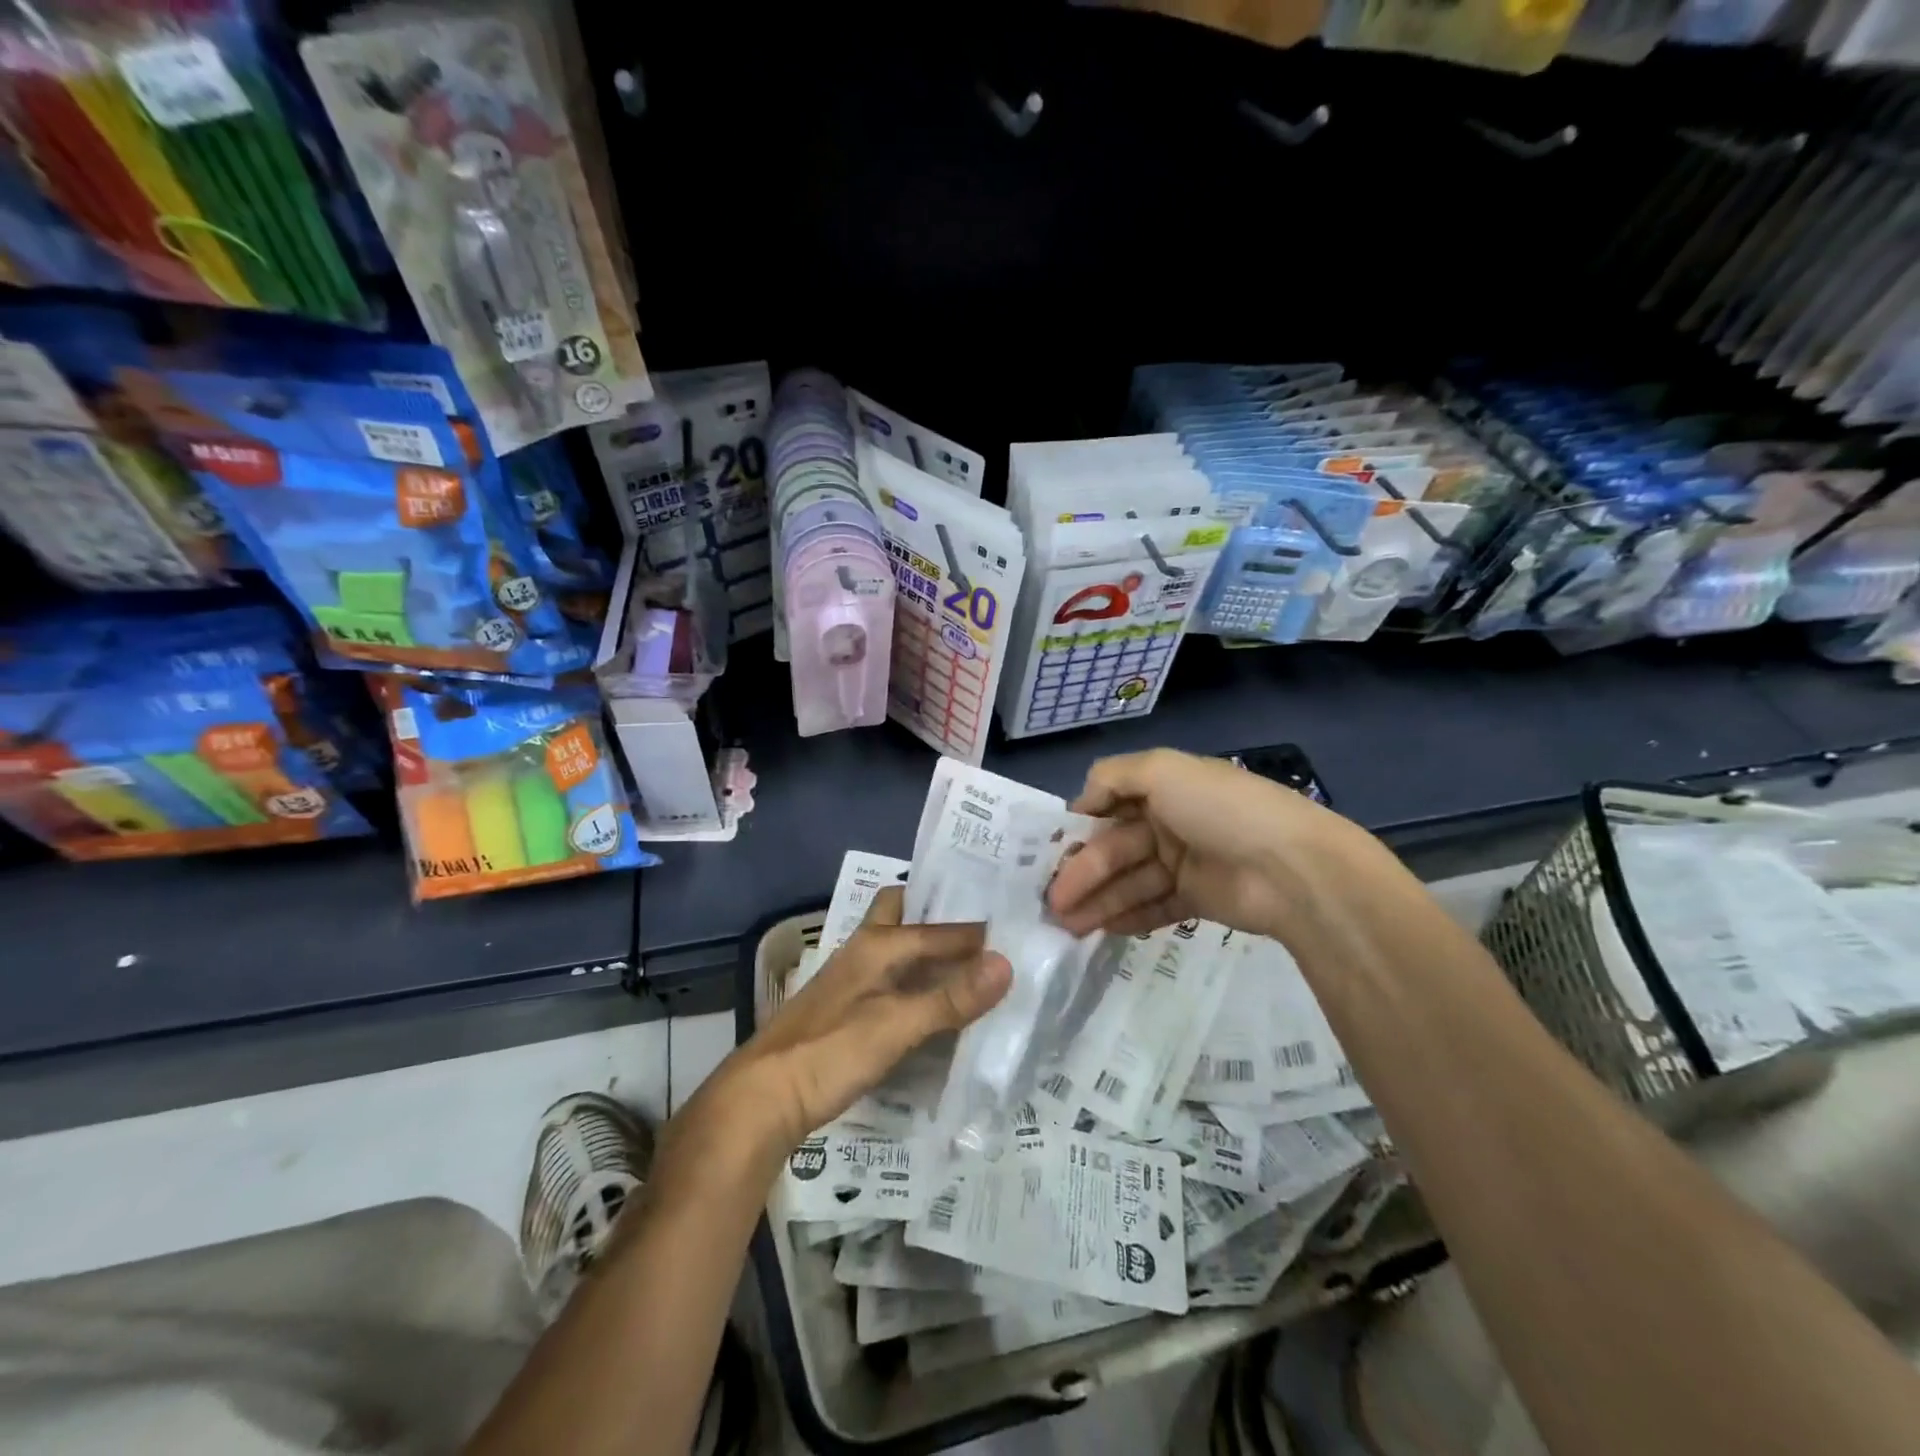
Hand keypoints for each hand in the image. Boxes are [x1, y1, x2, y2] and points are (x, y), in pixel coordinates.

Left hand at [721, 887, 1010, 1150]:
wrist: (762, 1096)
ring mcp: (853, 979)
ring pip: (899, 950)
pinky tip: (937, 1007)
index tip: (1019, 936)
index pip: (940, 928)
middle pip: (905, 916)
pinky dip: (918, 984)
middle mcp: (864, 950)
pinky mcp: (847, 1009)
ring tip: (976, 970)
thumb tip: (1007, 964)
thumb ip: (951, 997)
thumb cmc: (830, 1052)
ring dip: (931, 954)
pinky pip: (893, 981)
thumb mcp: (897, 1026)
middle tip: (987, 935)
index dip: (978, 933)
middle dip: (939, 917)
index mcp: (877, 943)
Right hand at [1047, 748, 1363, 938]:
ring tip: (1067, 926)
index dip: (1078, 828)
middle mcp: (1169, 821)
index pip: (1108, 806)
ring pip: (1129, 881)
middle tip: (1052, 903)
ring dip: (1097, 901)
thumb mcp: (1162, 770)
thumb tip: (1080, 802)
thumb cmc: (1221, 809)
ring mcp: (1183, 862)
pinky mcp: (1197, 899)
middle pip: (1114, 848)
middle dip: (1082, 873)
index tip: (1048, 852)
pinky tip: (1099, 929)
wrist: (1292, 868)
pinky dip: (1126, 916)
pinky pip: (1152, 907)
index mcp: (1163, 787)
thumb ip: (1113, 777)